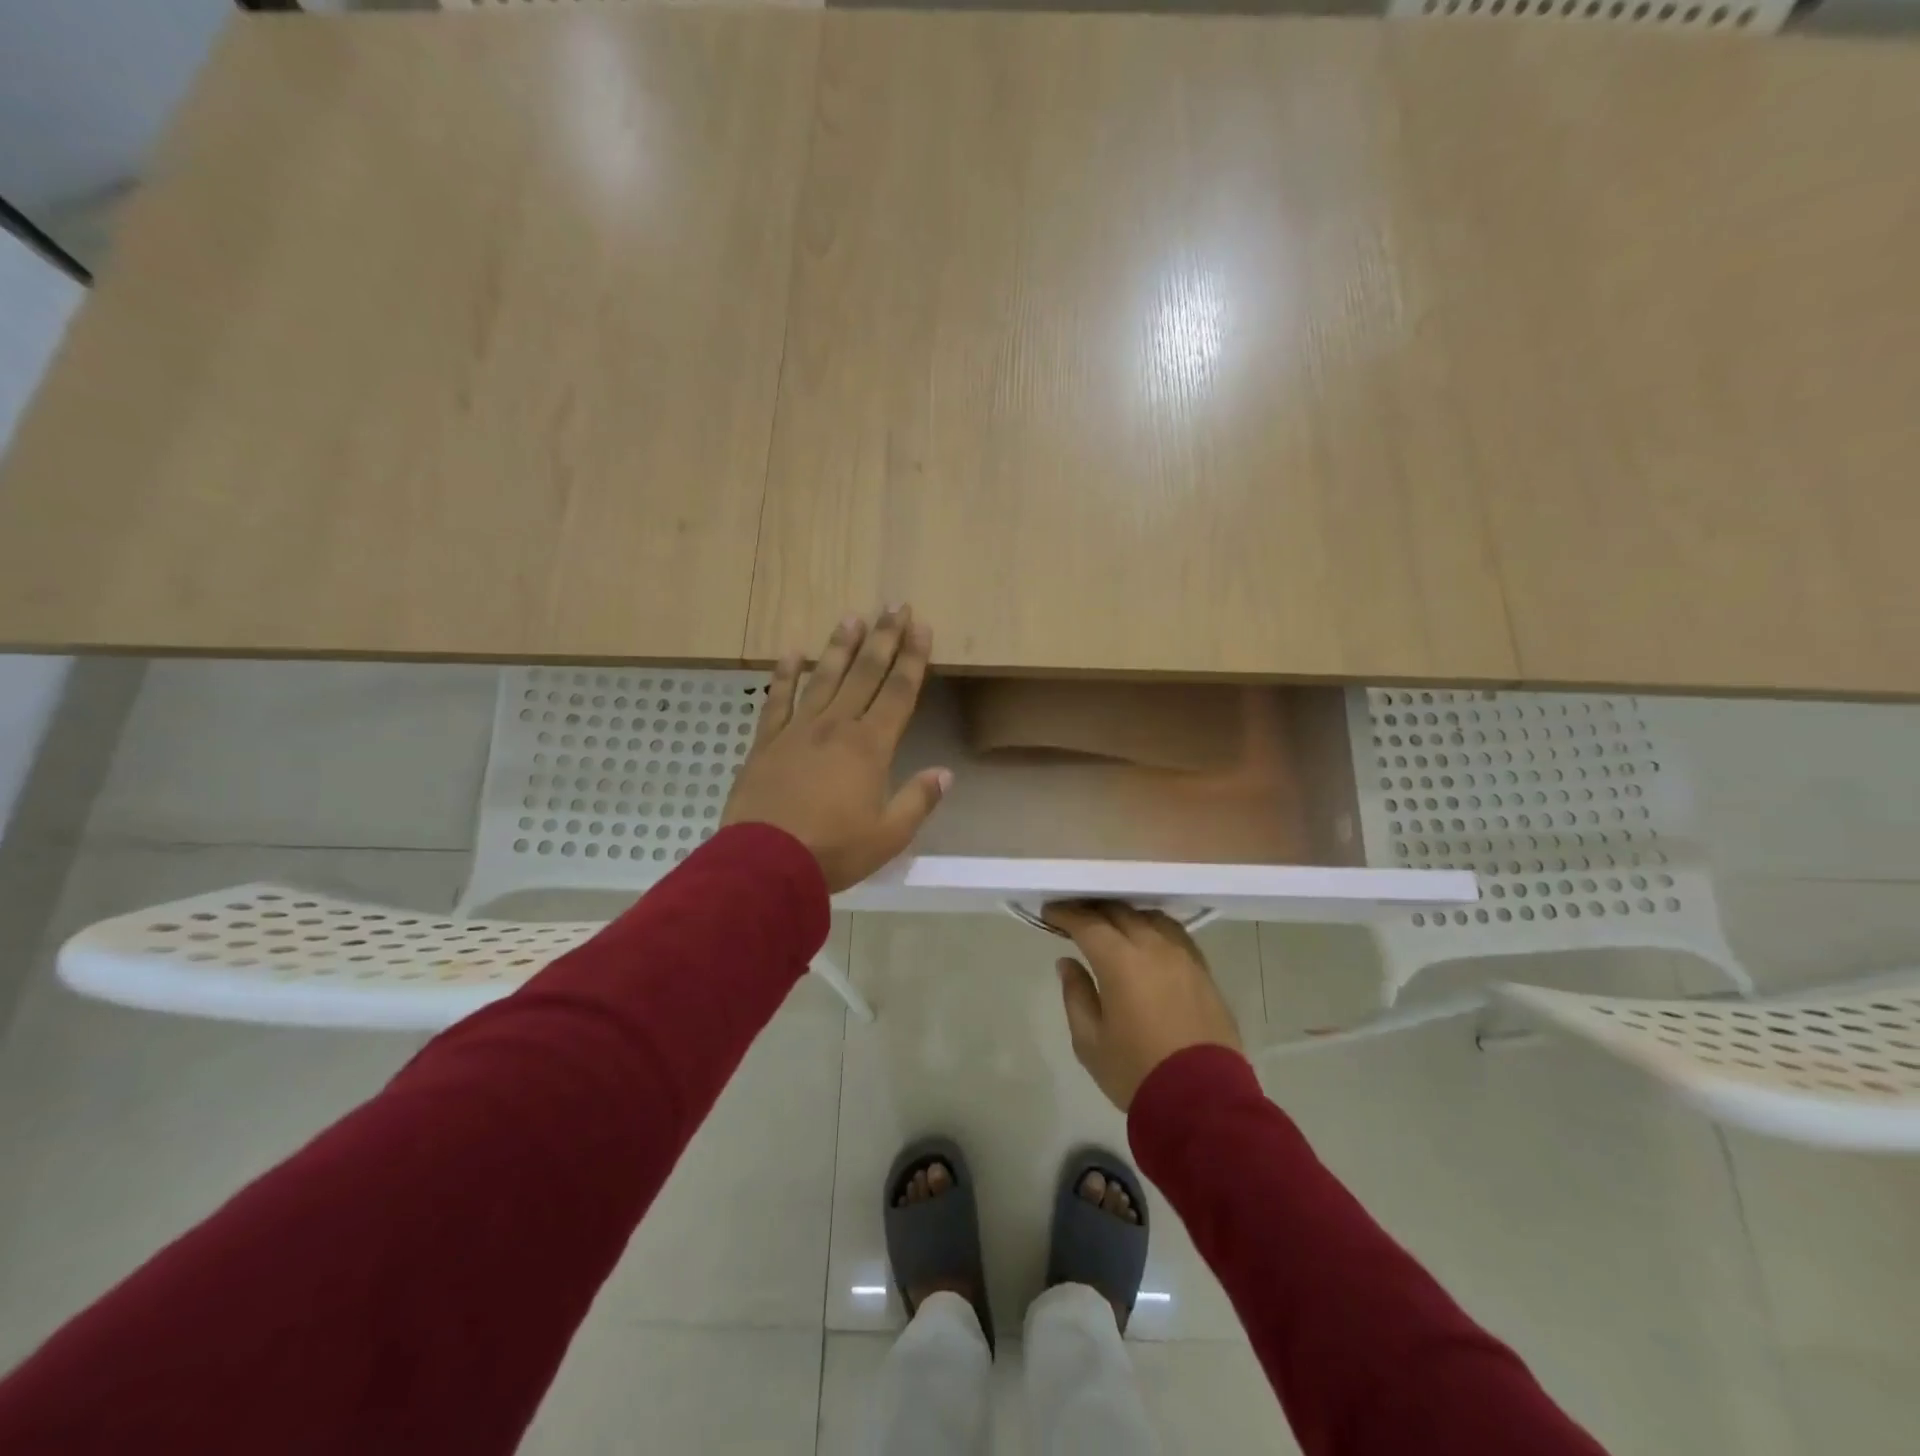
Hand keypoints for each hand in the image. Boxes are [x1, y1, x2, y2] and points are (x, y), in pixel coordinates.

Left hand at [722, 607, 949, 892]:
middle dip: (883, 638)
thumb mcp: (888, 836)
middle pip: (865, 674)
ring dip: (839, 647)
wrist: (765, 863)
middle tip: (894, 605)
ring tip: (851, 617)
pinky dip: (784, 675)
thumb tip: (945, 773)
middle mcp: (836, 727)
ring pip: (824, 677)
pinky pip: (777, 700)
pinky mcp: (766, 743)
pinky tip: (791, 653)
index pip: (898, 692)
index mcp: (870, 747)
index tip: (922, 628)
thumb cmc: (833, 851)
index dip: (912, 658)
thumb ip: (918, 800)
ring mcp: (798, 731)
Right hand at [1044, 901, 1242, 1111]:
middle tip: (1075, 916)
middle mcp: (1153, 947)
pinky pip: (1174, 934)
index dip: (1066, 914)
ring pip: (1149, 918)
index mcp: (1121, 961)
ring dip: (1125, 916)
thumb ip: (1076, 995)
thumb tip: (1068, 963)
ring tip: (1110, 926)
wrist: (1203, 1102)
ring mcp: (1183, 956)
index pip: (1088, 923)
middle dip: (1093, 910)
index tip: (1049, 911)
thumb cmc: (1136, 1071)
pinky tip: (1146, 940)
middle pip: (1120, 912)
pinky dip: (1153, 928)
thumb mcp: (1090, 1041)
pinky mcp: (1203, 971)